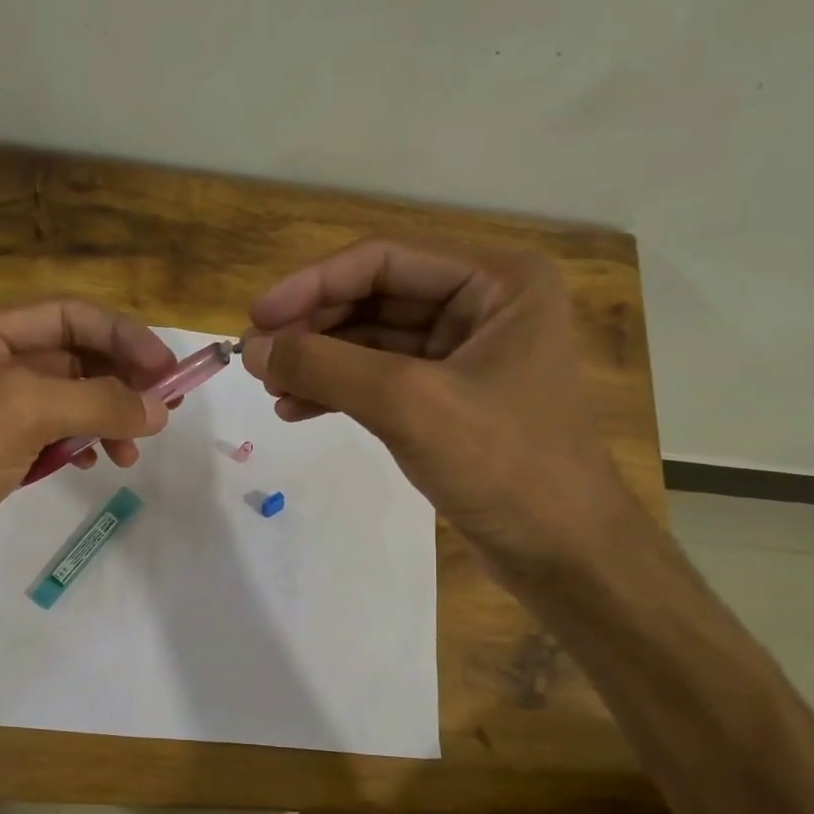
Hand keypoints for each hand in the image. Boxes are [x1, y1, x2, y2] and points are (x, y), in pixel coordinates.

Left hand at [0, 299, 175, 627]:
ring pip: (63, 401)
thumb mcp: (22, 412)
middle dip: (118, 380)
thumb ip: (96, 400)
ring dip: (104, 417)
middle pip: (68, 357)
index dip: (121, 335)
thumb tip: (157, 409)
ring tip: (130, 453)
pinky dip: (79, 444)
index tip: (166, 371)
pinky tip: (93, 463)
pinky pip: (49, 438)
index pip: (65, 315)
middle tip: (162, 412)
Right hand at [242, 239, 625, 577]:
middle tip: (258, 359)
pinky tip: (298, 410)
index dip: (312, 285)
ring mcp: (466, 355)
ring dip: (320, 362)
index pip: (384, 261)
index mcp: (498, 282)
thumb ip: (325, 367)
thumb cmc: (503, 465)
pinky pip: (381, 380)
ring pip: (372, 341)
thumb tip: (252, 348)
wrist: (561, 553)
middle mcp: (484, 306)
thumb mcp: (408, 405)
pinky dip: (339, 392)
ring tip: (271, 390)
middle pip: (375, 298)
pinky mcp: (449, 400)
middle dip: (314, 328)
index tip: (255, 319)